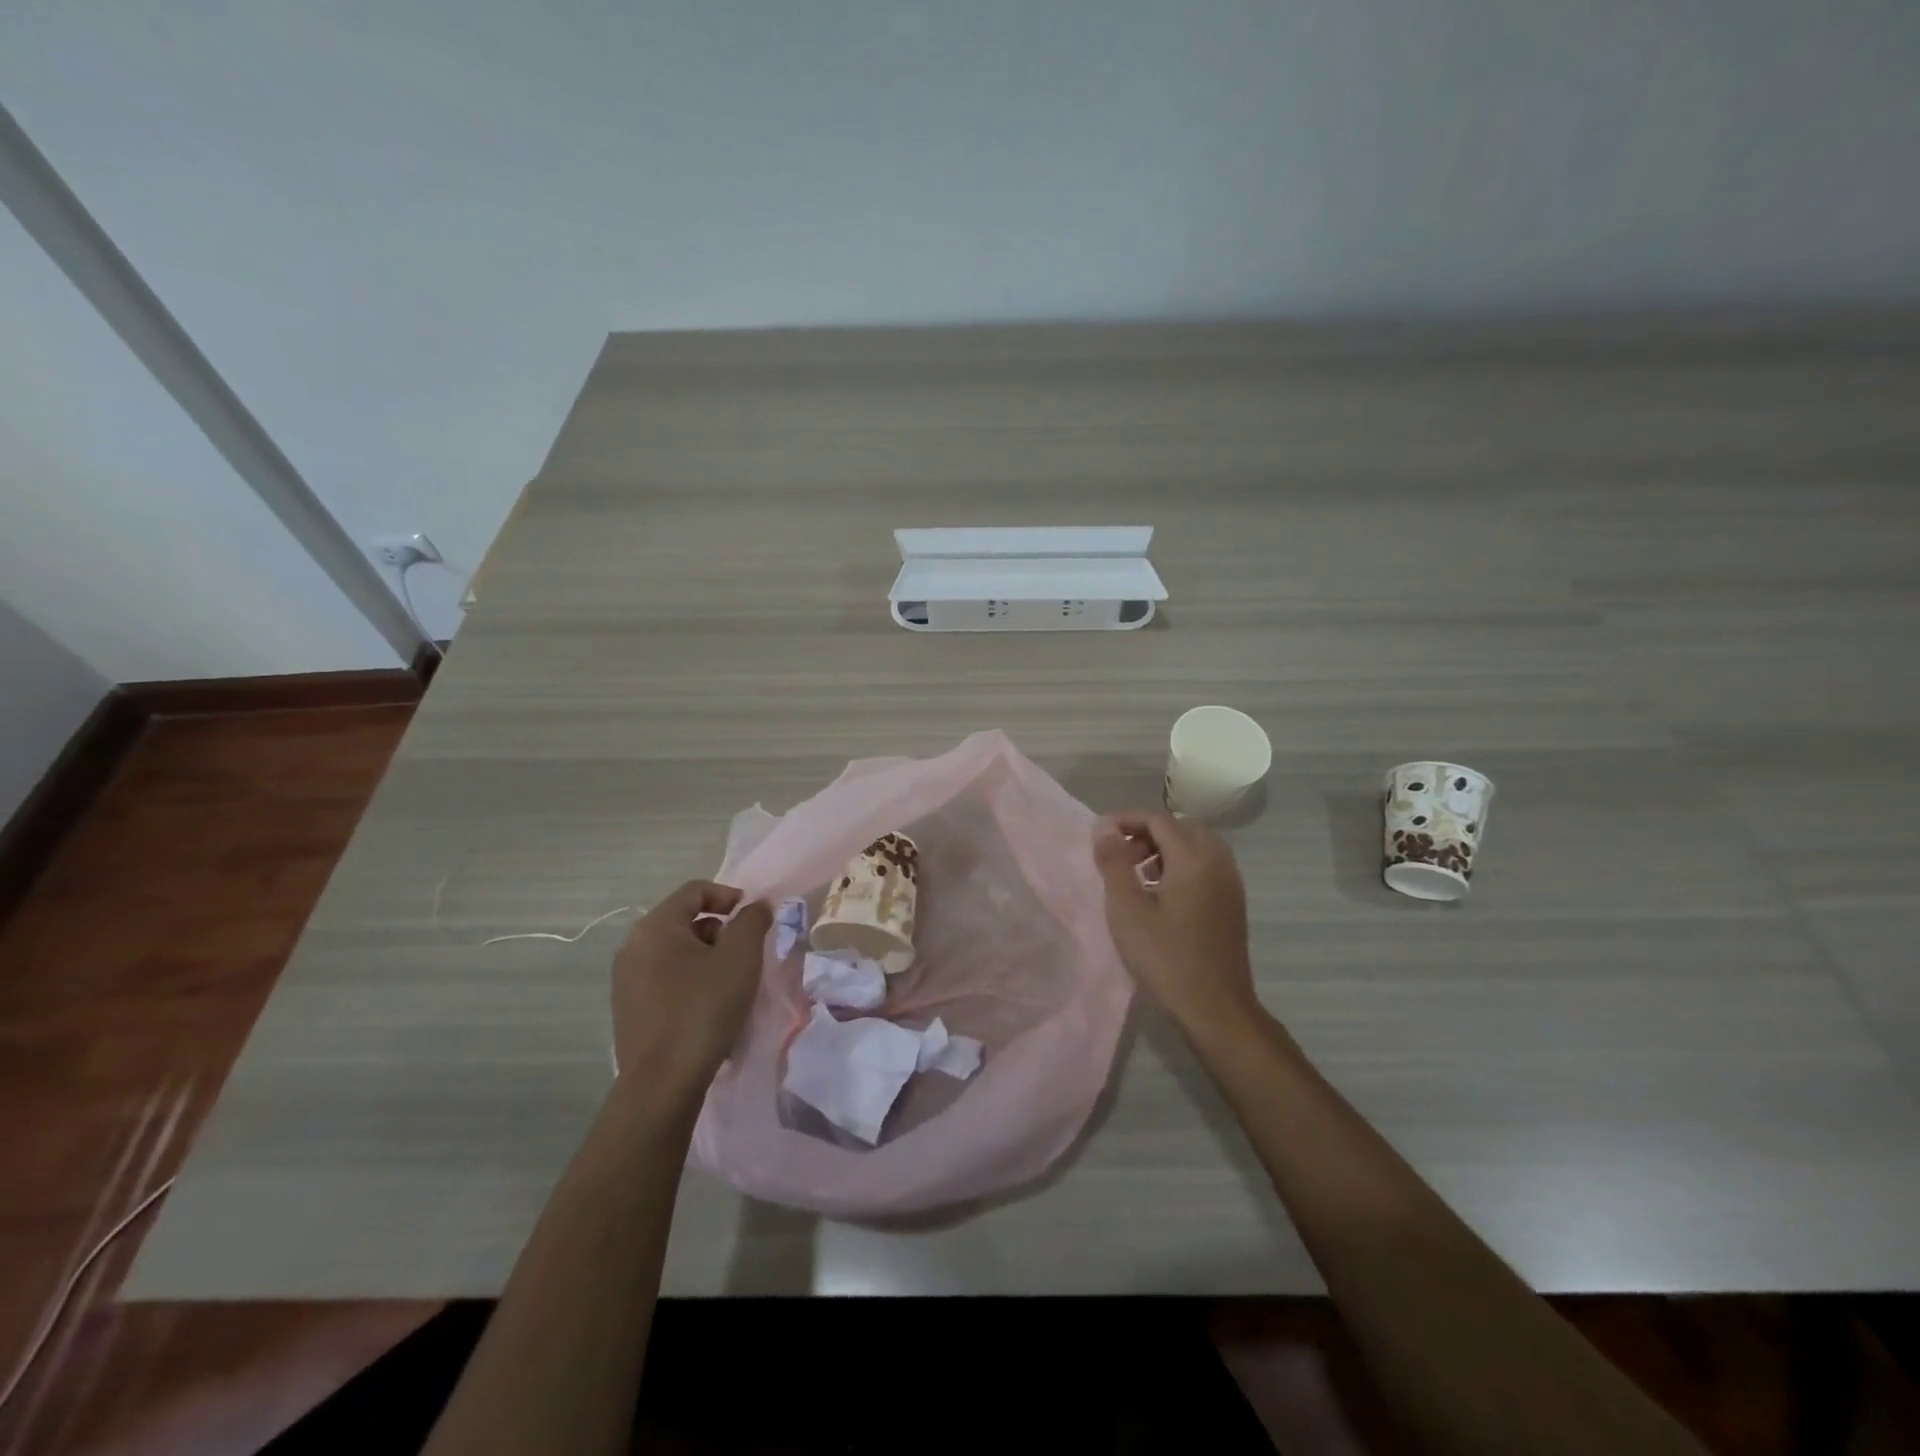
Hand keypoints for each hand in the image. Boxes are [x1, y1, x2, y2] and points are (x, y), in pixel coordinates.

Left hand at [610, 881, 771, 1095]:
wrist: (664, 1082)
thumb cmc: (704, 1008)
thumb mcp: (741, 957)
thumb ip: (752, 920)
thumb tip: (756, 906)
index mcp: (655, 927)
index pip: (695, 890)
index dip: (729, 895)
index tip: (753, 918)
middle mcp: (632, 946)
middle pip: (683, 920)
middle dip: (719, 929)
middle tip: (745, 952)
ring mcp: (625, 980)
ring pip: (674, 951)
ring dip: (706, 956)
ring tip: (730, 981)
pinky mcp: (628, 1009)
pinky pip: (664, 978)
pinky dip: (689, 979)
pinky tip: (708, 1005)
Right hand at [1093, 813, 1261, 1041]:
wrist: (1216, 1009)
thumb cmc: (1166, 958)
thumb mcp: (1127, 909)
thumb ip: (1114, 862)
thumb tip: (1104, 827)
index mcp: (1194, 858)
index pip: (1159, 818)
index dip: (1127, 819)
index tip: (1100, 835)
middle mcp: (1218, 861)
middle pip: (1180, 827)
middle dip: (1147, 832)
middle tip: (1120, 854)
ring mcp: (1230, 883)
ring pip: (1196, 846)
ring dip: (1165, 849)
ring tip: (1137, 874)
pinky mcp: (1233, 903)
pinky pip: (1206, 866)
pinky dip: (1181, 866)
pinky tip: (1161, 895)